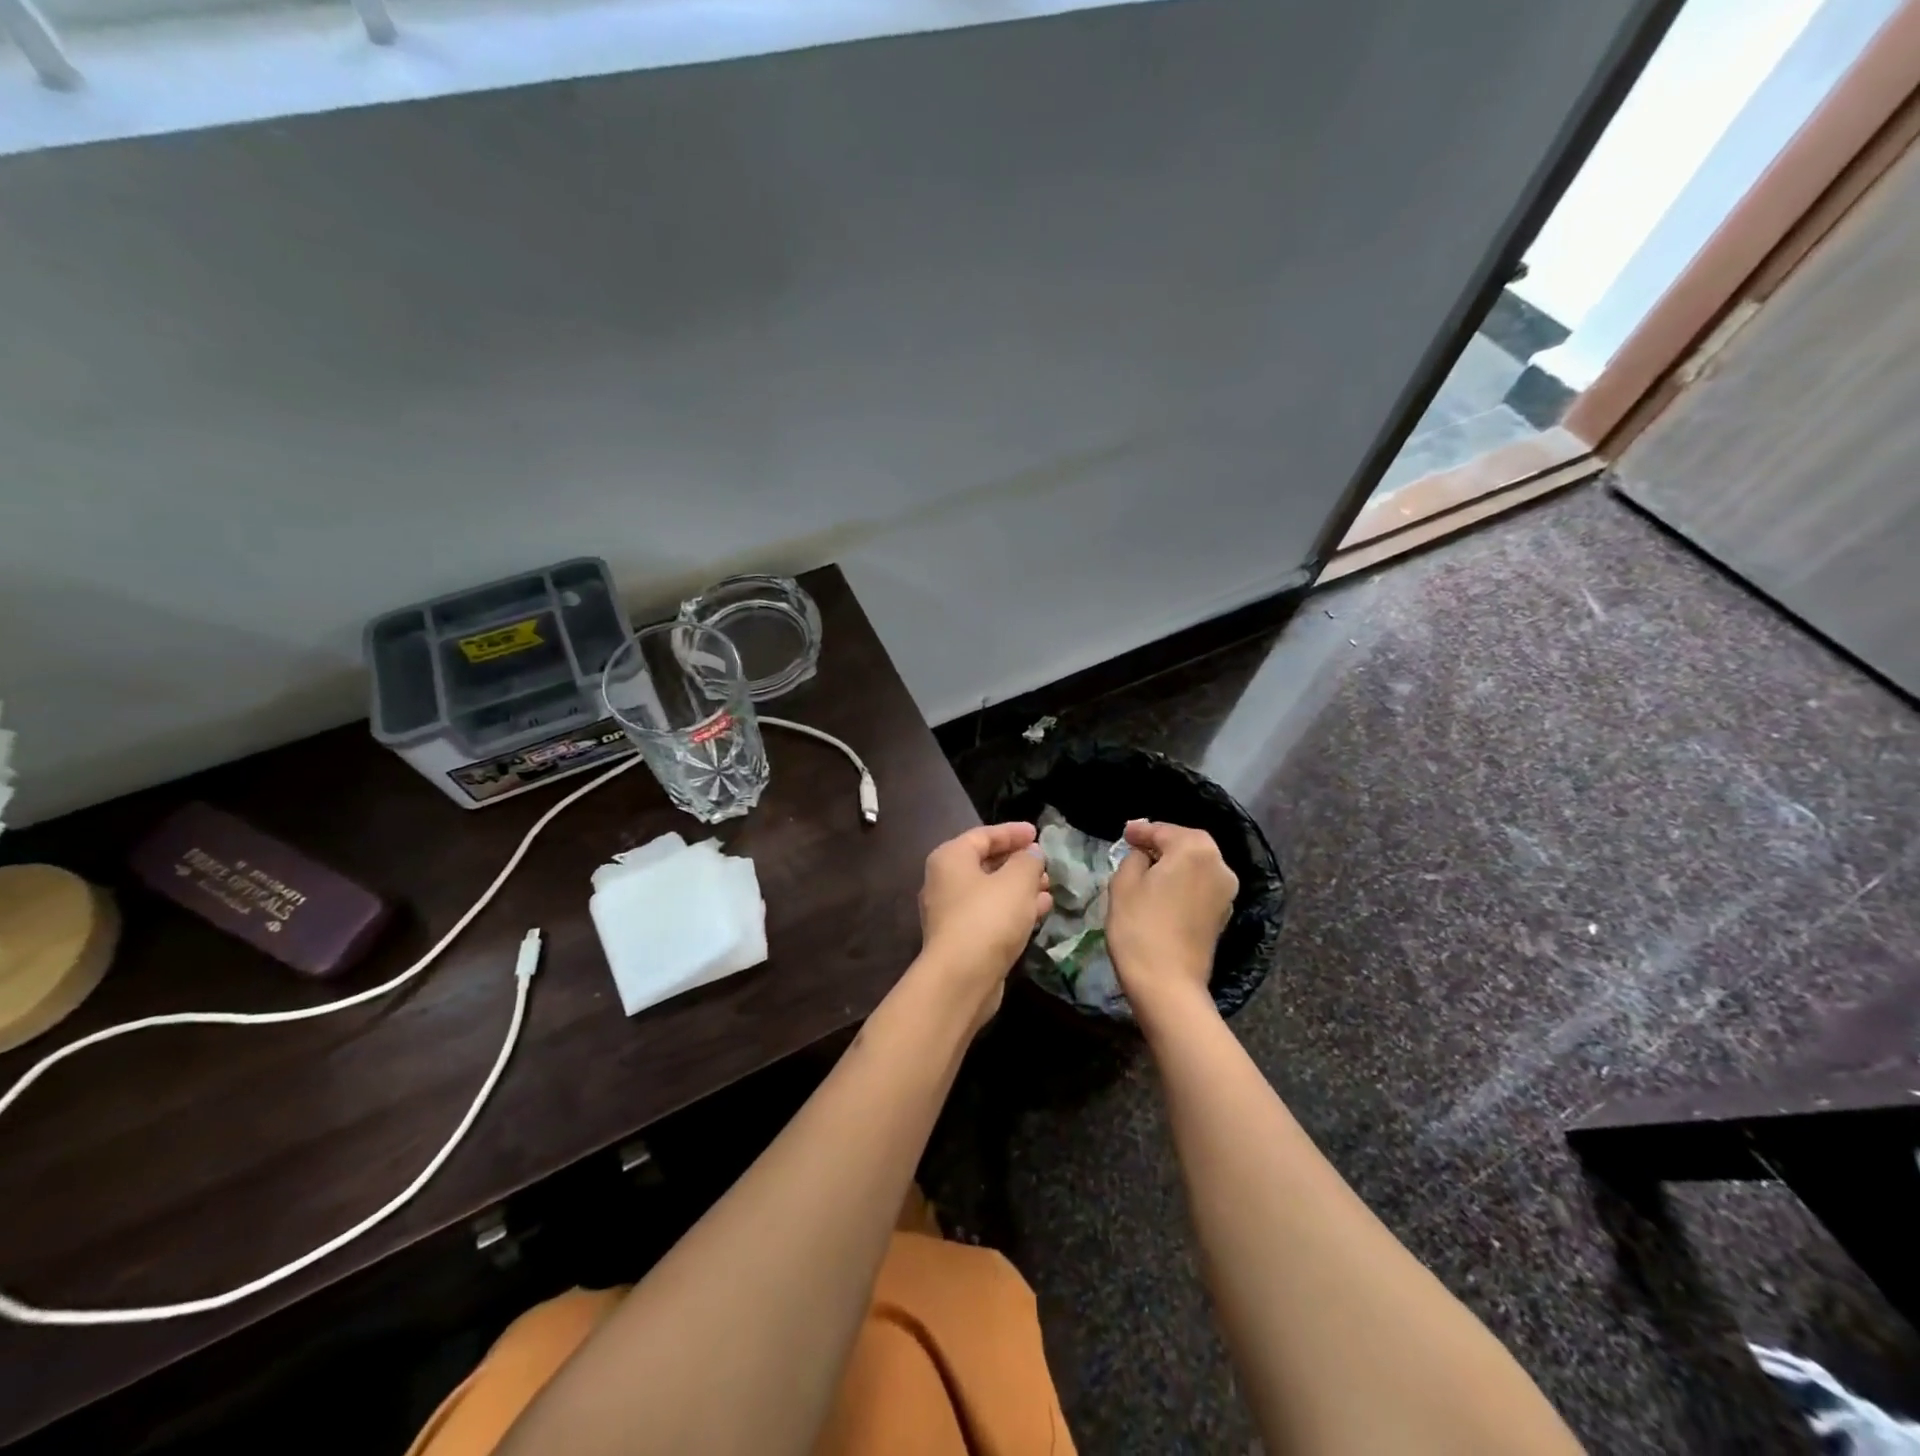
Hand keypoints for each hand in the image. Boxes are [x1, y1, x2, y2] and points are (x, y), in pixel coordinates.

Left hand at [917, 823, 1052, 1026]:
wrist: (961, 978)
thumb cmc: (988, 917)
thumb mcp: (1017, 881)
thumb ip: (1028, 861)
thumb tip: (1031, 854)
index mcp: (950, 858)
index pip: (983, 835)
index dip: (1012, 832)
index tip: (1037, 833)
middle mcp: (944, 882)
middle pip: (985, 863)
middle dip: (1018, 862)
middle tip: (1045, 863)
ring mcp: (951, 913)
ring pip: (991, 891)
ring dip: (1020, 887)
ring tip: (1049, 886)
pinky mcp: (962, 940)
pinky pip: (991, 914)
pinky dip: (1014, 909)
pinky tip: (1041, 910)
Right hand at [1107, 820, 1237, 1020]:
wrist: (1167, 983)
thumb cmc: (1140, 927)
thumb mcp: (1123, 884)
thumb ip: (1133, 857)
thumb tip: (1144, 854)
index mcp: (1195, 850)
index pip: (1164, 831)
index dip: (1141, 831)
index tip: (1125, 833)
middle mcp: (1219, 865)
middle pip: (1188, 843)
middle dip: (1163, 843)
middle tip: (1136, 846)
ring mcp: (1226, 892)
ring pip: (1198, 865)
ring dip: (1176, 862)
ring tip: (1149, 868)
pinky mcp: (1223, 914)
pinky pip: (1201, 885)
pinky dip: (1184, 881)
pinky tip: (1165, 890)